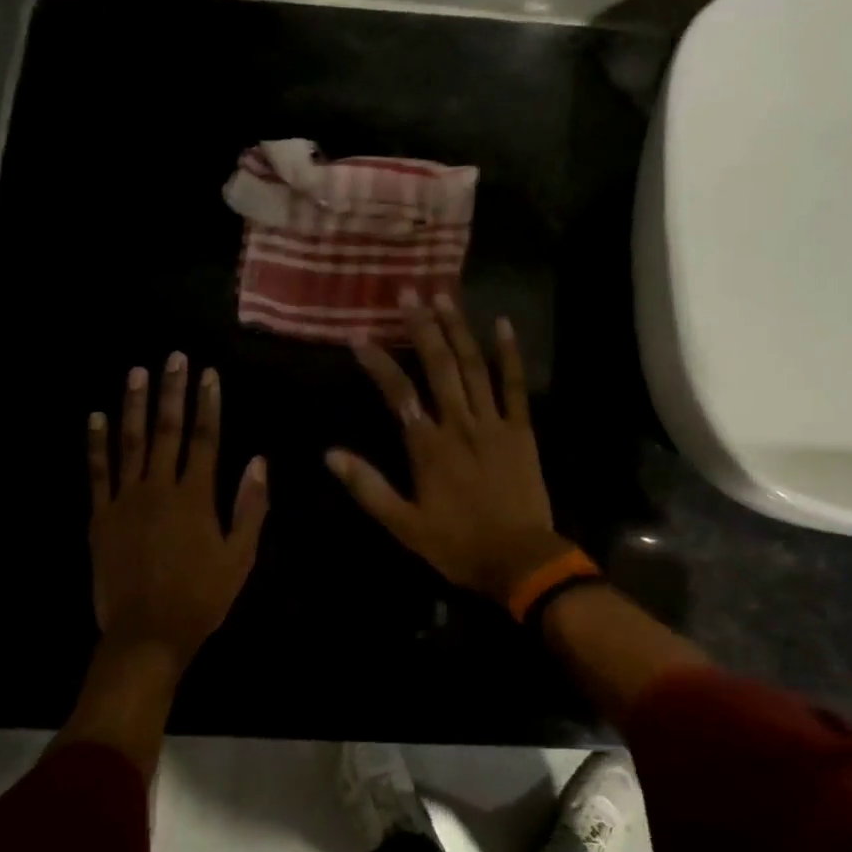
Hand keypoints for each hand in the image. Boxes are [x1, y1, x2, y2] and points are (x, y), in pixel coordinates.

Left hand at [88, 352, 268, 664]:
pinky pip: (97, 473)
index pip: (204, 439)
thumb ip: (249, 508)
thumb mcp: (240, 557)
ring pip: (130, 443)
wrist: (147, 634)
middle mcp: (159, 489)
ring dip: (134, 405)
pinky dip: (96, 444)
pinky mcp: (100, 517)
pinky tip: (96, 417)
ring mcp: (125, 501)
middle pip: (166, 431)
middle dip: (172, 391)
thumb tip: (259, 462)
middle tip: (173, 357)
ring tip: (137, 372)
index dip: (207, 404)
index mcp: (195, 498)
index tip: (209, 374)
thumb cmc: (201, 597)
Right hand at [326, 291, 572, 604]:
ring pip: (474, 366)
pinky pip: (515, 386)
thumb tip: (330, 455)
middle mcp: (459, 424)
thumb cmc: (457, 545)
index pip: (398, 393)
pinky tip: (503, 324)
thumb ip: (368, 487)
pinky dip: (510, 355)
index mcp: (428, 446)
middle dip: (421, 327)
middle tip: (408, 292)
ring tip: (444, 295)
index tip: (358, 336)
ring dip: (458, 329)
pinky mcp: (521, 430)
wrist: (519, 559)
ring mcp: (494, 423)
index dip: (377, 362)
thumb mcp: (404, 525)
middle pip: (438, 366)